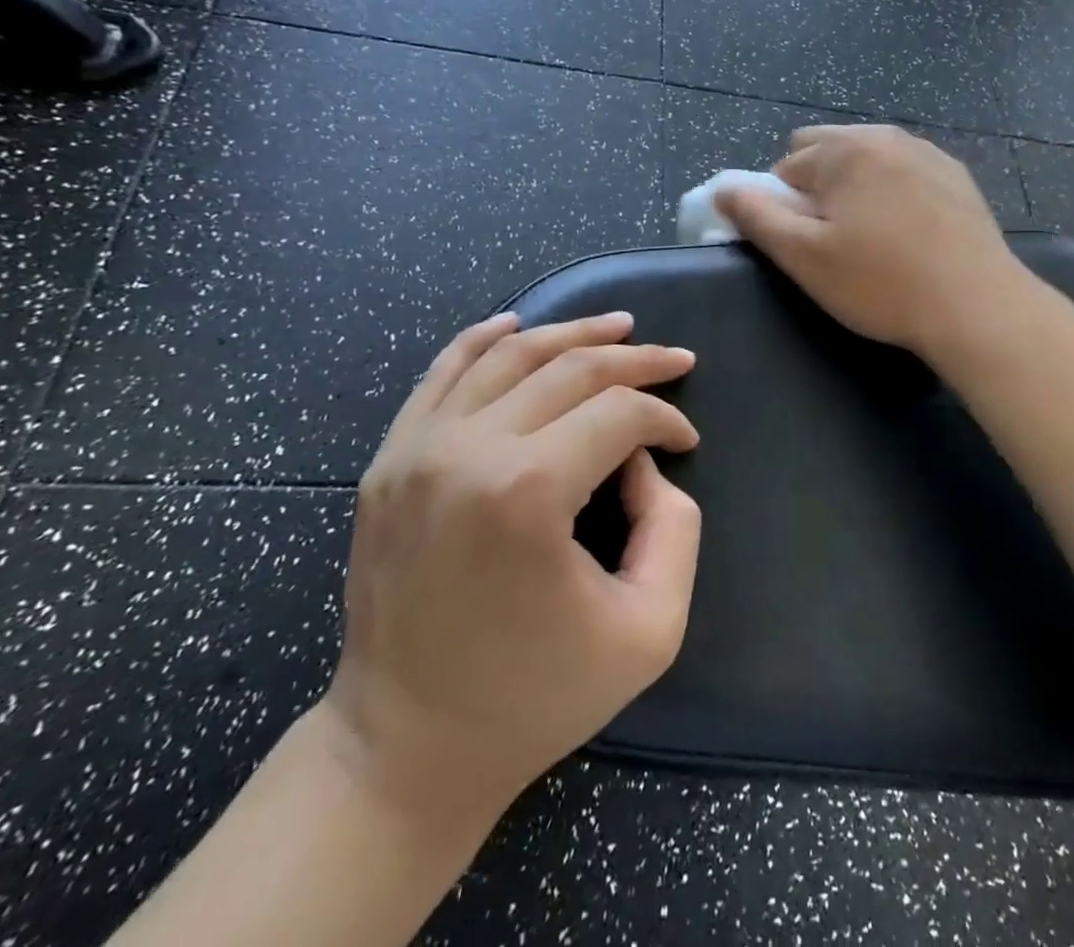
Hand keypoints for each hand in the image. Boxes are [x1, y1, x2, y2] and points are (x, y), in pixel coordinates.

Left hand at [323, 312, 700, 818]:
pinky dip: (484, 339)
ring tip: (617, 326)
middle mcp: (467, 451)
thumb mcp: (649, 629)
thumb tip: (643, 463)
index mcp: (527, 492)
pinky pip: (442, 374)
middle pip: (568, 370)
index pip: (618, 414)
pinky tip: (519, 325)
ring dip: (571, 334)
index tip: (685, 443)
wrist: (406, 749)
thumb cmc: (536, 698)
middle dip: (634, 359)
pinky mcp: (389, 461)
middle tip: (674, 360)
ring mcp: (417, 450)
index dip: (664, 418)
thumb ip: (674, 528)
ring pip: (508, 355)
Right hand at [714, 124, 1025, 359]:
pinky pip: (904, 172)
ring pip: (867, 160)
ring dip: (855, 188)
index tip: (807, 246)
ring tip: (873, 239)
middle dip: (817, 187)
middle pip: (826, 151)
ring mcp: (926, 152)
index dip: (784, 208)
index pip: (786, 167)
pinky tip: (909, 234)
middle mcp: (884, 136)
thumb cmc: (880, 283)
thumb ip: (756, 216)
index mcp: (843, 150)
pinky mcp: (956, 175)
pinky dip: (893, 192)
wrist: (977, 305)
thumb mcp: (803, 256)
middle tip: (834, 239)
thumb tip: (722, 189)